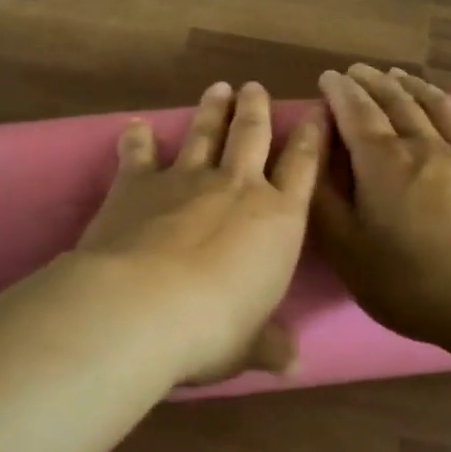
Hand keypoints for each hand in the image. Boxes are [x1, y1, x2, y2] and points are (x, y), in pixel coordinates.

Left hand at [76, 81, 322, 383]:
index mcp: (278, 219)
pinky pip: (138, 155)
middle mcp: (237, 187)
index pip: (304, 168)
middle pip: (252, 135)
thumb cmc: (214, 329)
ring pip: (205, 133)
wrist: (144, 306)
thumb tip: (294, 365)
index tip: (316, 112)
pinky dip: (136, 139)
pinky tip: (133, 126)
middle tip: (255, 87)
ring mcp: (185, 179)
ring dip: (212, 110)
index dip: (312, 137)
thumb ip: (271, 345)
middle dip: (257, 109)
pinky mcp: (138, 184)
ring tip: (219, 88)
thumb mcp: (250, 346)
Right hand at [313, 64, 450, 357]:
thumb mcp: (347, 251)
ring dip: (417, 87)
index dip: (339, 91)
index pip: (356, 112)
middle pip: (397, 102)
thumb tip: (312, 157)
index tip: (328, 77)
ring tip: (401, 76)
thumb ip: (323, 200)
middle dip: (373, 82)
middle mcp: (425, 146)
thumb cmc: (410, 282)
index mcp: (383, 161)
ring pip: (440, 108)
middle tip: (359, 71)